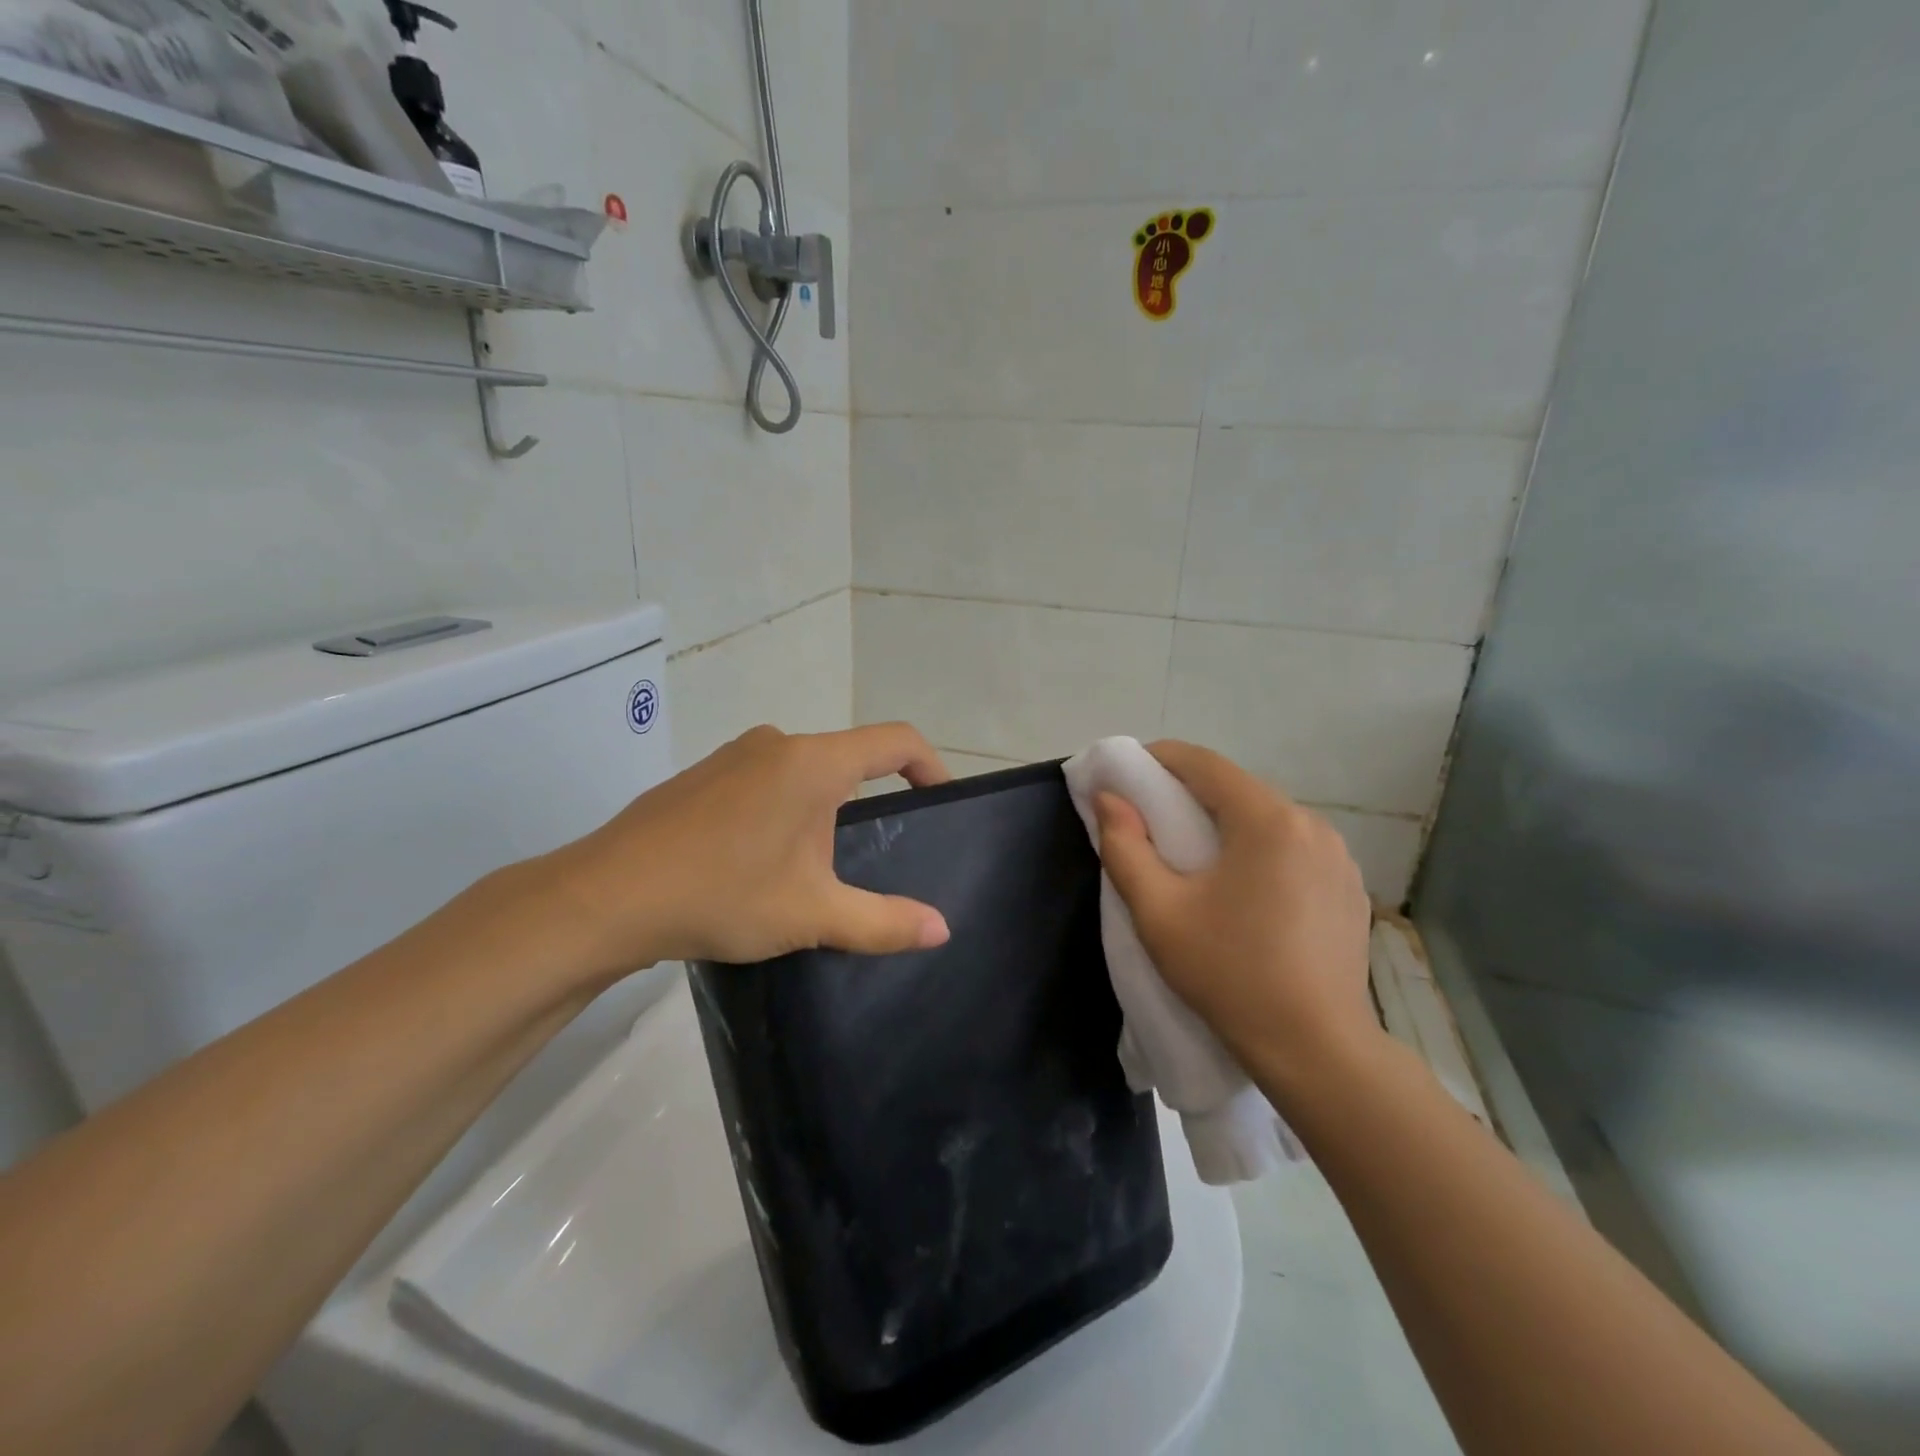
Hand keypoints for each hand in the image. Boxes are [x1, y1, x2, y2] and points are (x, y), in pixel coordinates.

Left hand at [531, 723, 953, 979]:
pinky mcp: (703, 776)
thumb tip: (942, 929)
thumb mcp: (813, 915)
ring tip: (814, 870)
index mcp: (814, 762)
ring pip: (803, 772)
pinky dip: (784, 809)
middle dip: (870, 801)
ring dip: (823, 809)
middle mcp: (777, 743)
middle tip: (872, 857)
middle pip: (848, 758)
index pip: (896, 741)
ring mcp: (734, 755)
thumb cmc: (723, 894)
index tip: (940, 801)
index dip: (930, 765)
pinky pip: (765, 781)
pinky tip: (761, 862)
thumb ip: (884, 922)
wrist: (606, 897)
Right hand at [1093, 741, 1378, 1089]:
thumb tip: (1109, 798)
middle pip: (1237, 788)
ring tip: (1195, 860)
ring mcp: (1339, 856)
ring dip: (1226, 823)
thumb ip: (1124, 846)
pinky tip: (1244, 891)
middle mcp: (1311, 824)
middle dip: (1188, 794)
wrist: (1317, 1050)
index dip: (1158, 759)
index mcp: (1267, 820)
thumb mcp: (1158, 912)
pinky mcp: (1349, 887)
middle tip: (1150, 821)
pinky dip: (1259, 850)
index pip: (1204, 763)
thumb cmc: (1229, 974)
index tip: (1125, 776)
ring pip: (1266, 818)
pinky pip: (1292, 848)